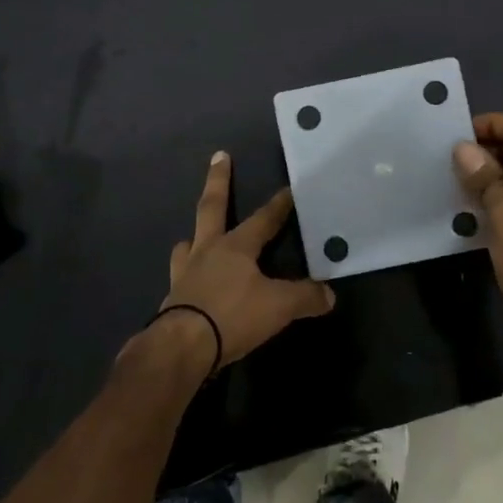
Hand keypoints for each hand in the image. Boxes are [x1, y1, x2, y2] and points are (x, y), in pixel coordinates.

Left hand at [155, 152, 334, 367]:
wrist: (181, 347)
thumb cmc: (231, 315)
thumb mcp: (277, 307)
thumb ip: (304, 298)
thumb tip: (329, 295)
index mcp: (235, 246)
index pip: (262, 219)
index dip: (278, 205)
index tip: (288, 188)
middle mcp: (207, 251)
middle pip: (212, 207)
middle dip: (218, 180)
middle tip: (218, 156)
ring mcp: (185, 273)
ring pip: (188, 244)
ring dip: (193, 236)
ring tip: (192, 236)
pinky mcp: (172, 298)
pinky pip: (180, 277)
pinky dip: (185, 274)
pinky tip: (188, 282)